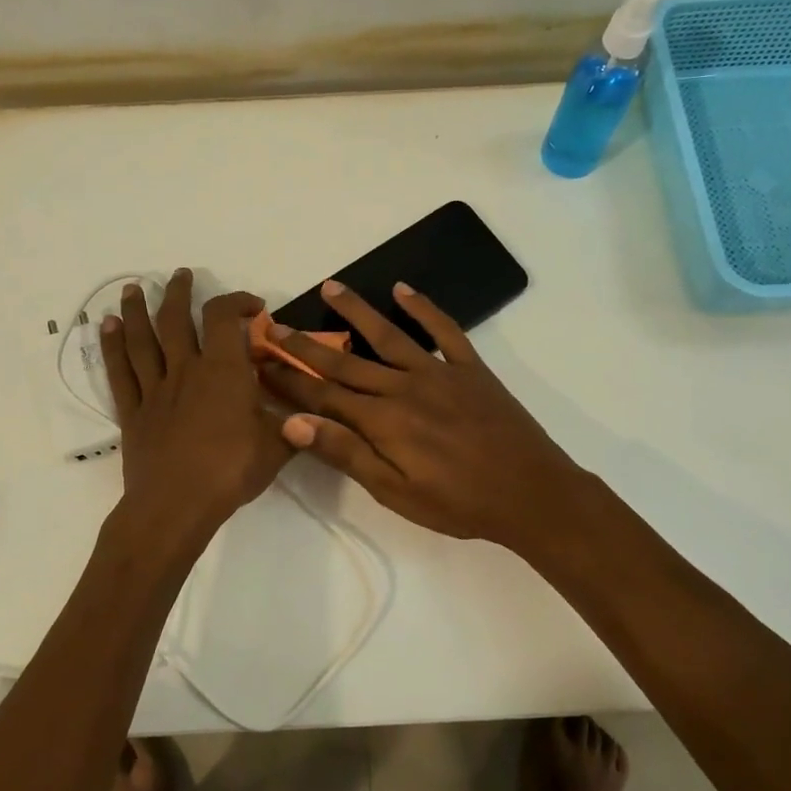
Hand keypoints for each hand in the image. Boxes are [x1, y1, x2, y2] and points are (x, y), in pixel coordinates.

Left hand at [102, 269, 290, 531]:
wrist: (177, 505)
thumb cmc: (231, 470)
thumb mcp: (278, 445)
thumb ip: (293, 422)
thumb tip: (310, 410)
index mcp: (223, 370)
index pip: (224, 317)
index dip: (237, 301)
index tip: (254, 307)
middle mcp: (185, 370)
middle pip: (175, 318)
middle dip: (178, 292)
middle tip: (180, 275)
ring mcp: (155, 390)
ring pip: (141, 339)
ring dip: (136, 310)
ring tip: (131, 287)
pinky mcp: (133, 413)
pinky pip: (119, 372)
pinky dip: (111, 347)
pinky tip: (105, 327)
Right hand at [259, 280, 588, 553]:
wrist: (531, 493)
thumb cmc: (459, 503)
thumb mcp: (395, 492)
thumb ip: (346, 453)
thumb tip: (293, 423)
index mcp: (382, 422)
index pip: (322, 396)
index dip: (288, 379)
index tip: (259, 362)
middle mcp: (403, 387)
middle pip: (345, 363)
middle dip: (306, 344)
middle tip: (276, 324)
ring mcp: (438, 372)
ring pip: (388, 335)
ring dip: (356, 311)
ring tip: (331, 287)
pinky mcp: (470, 368)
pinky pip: (444, 330)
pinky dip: (424, 308)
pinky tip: (403, 289)